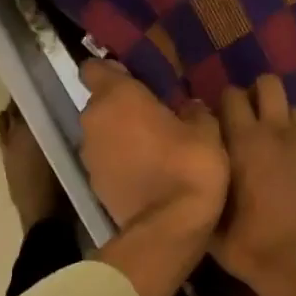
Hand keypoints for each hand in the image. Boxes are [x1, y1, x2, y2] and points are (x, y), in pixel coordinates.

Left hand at [78, 59, 227, 236]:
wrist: (170, 227)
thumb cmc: (189, 166)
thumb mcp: (206, 130)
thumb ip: (193, 111)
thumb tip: (189, 106)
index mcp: (117, 97)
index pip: (95, 68)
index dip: (113, 72)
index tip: (136, 80)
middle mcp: (93, 122)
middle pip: (100, 105)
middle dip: (121, 108)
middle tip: (152, 116)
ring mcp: (89, 156)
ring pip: (102, 136)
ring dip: (120, 138)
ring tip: (152, 148)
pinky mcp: (94, 186)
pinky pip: (106, 163)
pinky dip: (120, 164)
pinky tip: (146, 173)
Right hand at [213, 75, 295, 295]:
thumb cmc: (249, 246)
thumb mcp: (211, 221)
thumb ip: (204, 185)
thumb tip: (197, 167)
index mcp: (244, 143)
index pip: (231, 97)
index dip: (222, 104)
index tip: (216, 121)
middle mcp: (277, 134)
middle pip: (269, 85)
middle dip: (256, 95)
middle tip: (246, 121)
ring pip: (295, 108)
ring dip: (282, 118)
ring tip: (272, 141)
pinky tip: (292, 167)